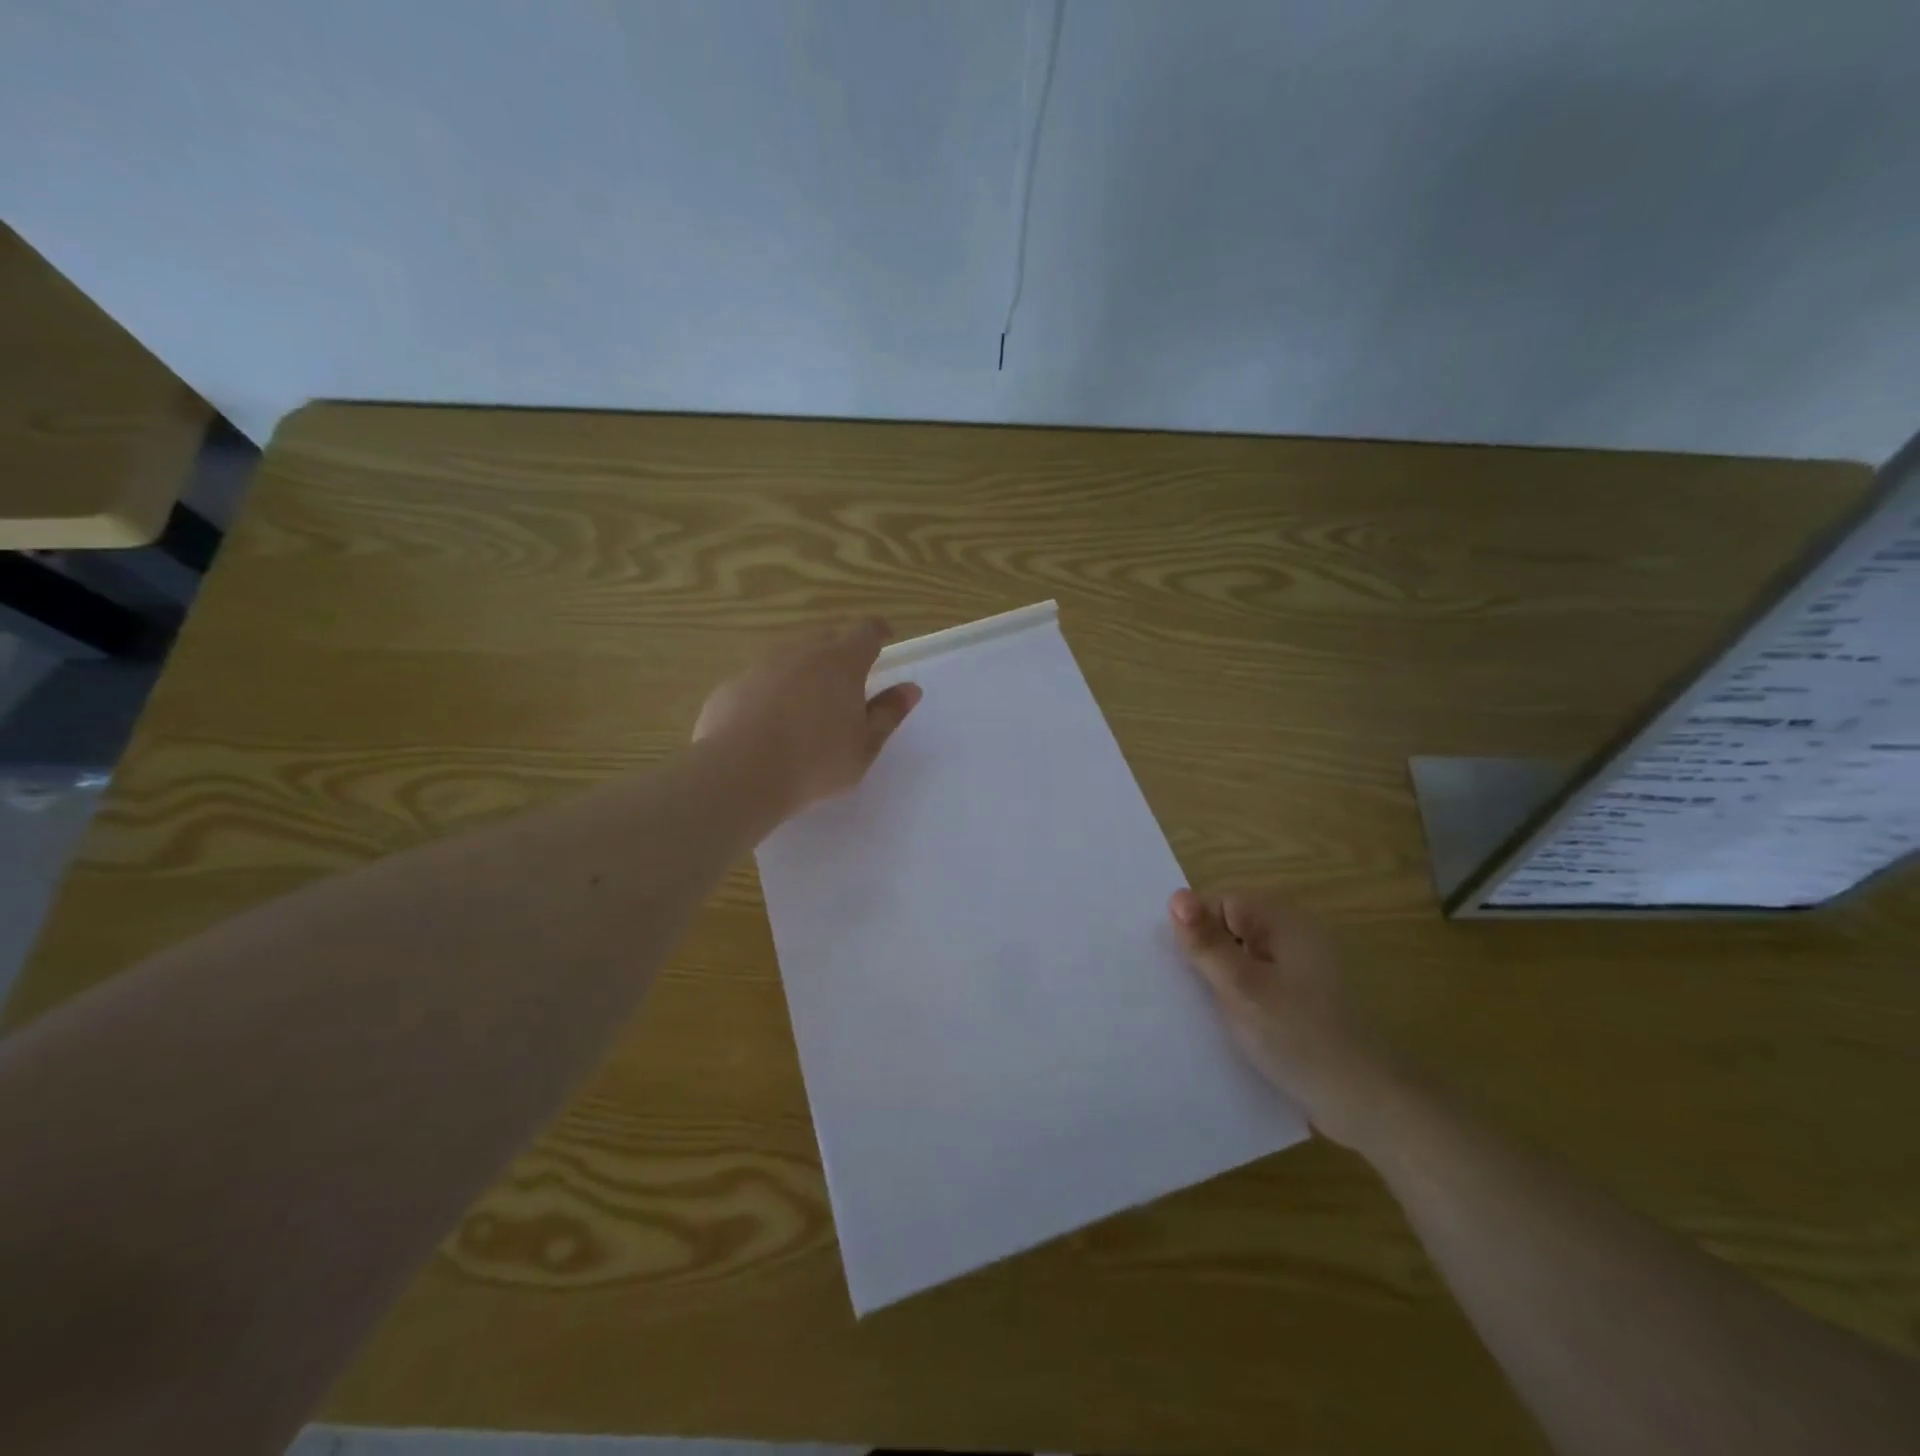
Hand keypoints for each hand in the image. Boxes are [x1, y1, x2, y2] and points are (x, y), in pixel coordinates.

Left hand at [694, 617, 921, 817]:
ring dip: (802, 671)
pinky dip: (769, 693)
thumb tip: (910, 689)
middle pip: (826, 638)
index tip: (883, 640)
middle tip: (847, 681)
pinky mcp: (731, 686)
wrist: (740, 774)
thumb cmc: (816, 762)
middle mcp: (801, 652)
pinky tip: (768, 724)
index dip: (878, 632)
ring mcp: (761, 666)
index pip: (866, 631)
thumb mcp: (864, 746)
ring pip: (789, 657)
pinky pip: (759, 681)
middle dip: (840, 651)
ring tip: (806, 705)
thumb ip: (888, 713)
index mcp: (841, 662)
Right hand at [1169, 888, 1398, 1148]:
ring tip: (1213, 1016)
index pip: (1223, 903)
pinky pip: (1268, 987)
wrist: (1372, 1106)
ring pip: (1249, 962)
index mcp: (1286, 922)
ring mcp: (1311, 971)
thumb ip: (1206, 942)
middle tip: (1196, 997)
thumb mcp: (1241, 988)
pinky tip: (1241, 1031)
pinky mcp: (1314, 1003)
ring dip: (1228, 985)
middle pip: (1236, 930)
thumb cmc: (1300, 1038)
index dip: (1199, 932)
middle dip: (1211, 959)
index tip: (1187, 971)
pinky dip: (1250, 1003)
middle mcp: (1301, 937)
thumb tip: (1175, 894)